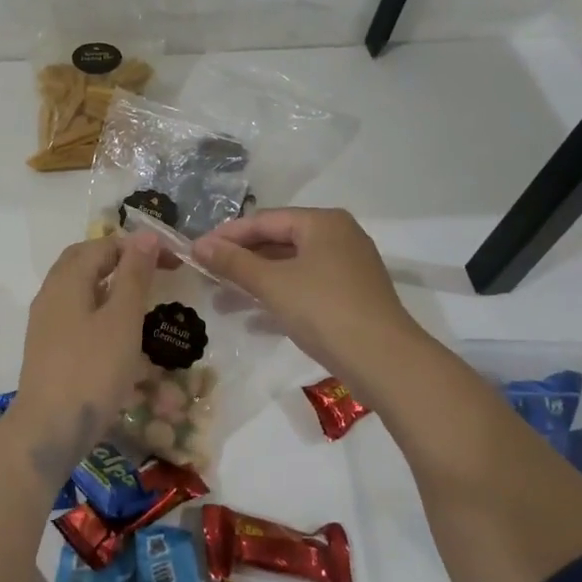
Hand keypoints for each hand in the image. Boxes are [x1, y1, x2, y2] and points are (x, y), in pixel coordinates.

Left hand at [12, 232, 161, 460]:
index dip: (139, 246)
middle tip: (154, 270)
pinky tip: (117, 328)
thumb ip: (134, 276)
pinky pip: (75, 310)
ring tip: (140, 296)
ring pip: (78, 285)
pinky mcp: (48, 346)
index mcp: (68, 279)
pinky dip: (99, 305)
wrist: (49, 429)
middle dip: (120, 257)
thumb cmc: (92, 370)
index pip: (104, 245)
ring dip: (109, 281)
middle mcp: (51, 292)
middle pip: (84, 260)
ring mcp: (45, 321)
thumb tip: (145, 236)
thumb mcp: (122, 320)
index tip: (172, 261)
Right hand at [194, 208, 421, 391]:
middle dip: (241, 261)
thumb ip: (234, 262)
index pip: (264, 220)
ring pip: (290, 267)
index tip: (196, 251)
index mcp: (322, 222)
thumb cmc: (324, 310)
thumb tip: (199, 246)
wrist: (385, 361)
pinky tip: (253, 320)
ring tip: (222, 300)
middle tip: (206, 275)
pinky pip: (305, 287)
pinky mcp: (351, 296)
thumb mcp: (272, 284)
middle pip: (278, 241)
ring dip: (255, 282)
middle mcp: (337, 236)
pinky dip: (279, 297)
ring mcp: (347, 267)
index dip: (227, 236)